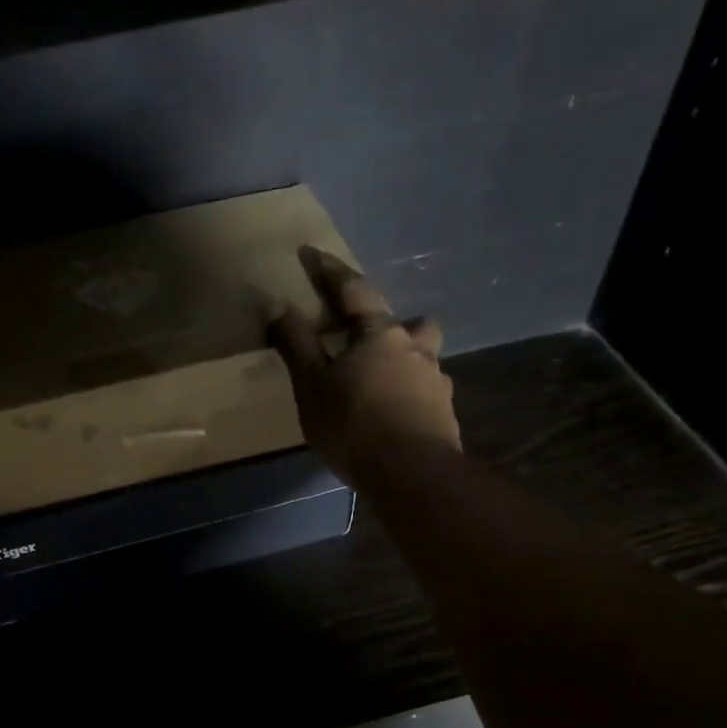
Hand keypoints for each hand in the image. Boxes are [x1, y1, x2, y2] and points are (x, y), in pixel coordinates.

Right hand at [269, 247, 461, 486]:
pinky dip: (410, 397)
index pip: (353, 290)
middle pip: (411, 323)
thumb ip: (297, 345)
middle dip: (392, 323)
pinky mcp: (446, 414)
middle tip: (371, 339)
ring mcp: (437, 382)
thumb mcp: (312, 386)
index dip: (329, 271)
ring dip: (406, 362)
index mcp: (380, 335)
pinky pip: (426, 393)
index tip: (311, 252)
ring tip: (382, 385)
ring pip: (424, 358)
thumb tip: (280, 307)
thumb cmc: (354, 424)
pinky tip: (395, 418)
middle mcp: (416, 349)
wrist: (412, 475)